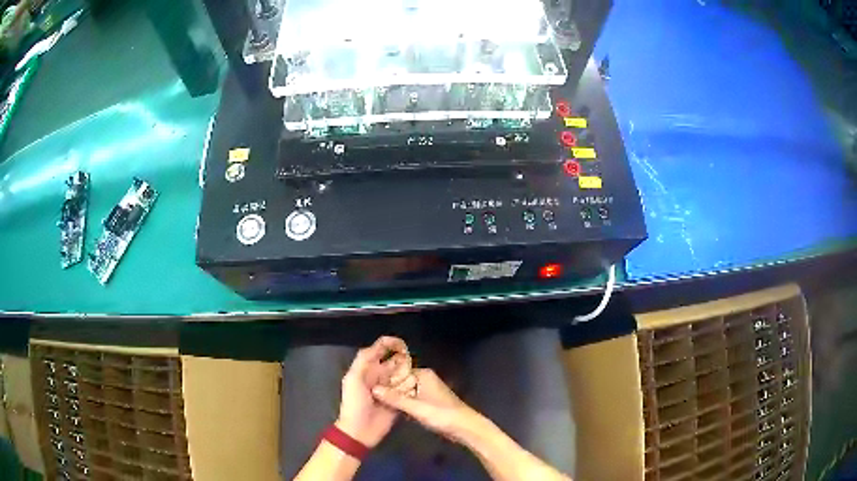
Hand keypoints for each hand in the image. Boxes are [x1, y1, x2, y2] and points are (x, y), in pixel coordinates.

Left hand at [337, 336, 412, 447]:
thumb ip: (363, 360)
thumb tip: (380, 345)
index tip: (402, 344)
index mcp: (367, 369)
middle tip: (410, 362)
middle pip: (395, 362)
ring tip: (412, 376)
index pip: (379, 350)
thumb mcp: (353, 379)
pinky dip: (412, 388)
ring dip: (408, 374)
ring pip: (403, 375)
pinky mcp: (399, 401)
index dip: (390, 344)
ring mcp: (390, 389)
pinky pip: (408, 391)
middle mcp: (379, 377)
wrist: (360, 430)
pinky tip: (416, 388)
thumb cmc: (354, 403)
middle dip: (403, 359)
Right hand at [371, 368, 478, 443]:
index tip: (368, 387)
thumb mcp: (416, 408)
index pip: (396, 372)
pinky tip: (390, 411)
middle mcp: (424, 379)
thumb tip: (373, 389)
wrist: (464, 428)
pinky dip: (402, 405)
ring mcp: (426, 391)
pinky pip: (409, 400)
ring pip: (404, 392)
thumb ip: (395, 399)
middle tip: (370, 396)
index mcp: (422, 374)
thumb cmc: (442, 415)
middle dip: (388, 390)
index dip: (383, 379)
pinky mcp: (427, 402)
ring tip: (376, 403)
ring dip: (394, 398)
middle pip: (399, 382)